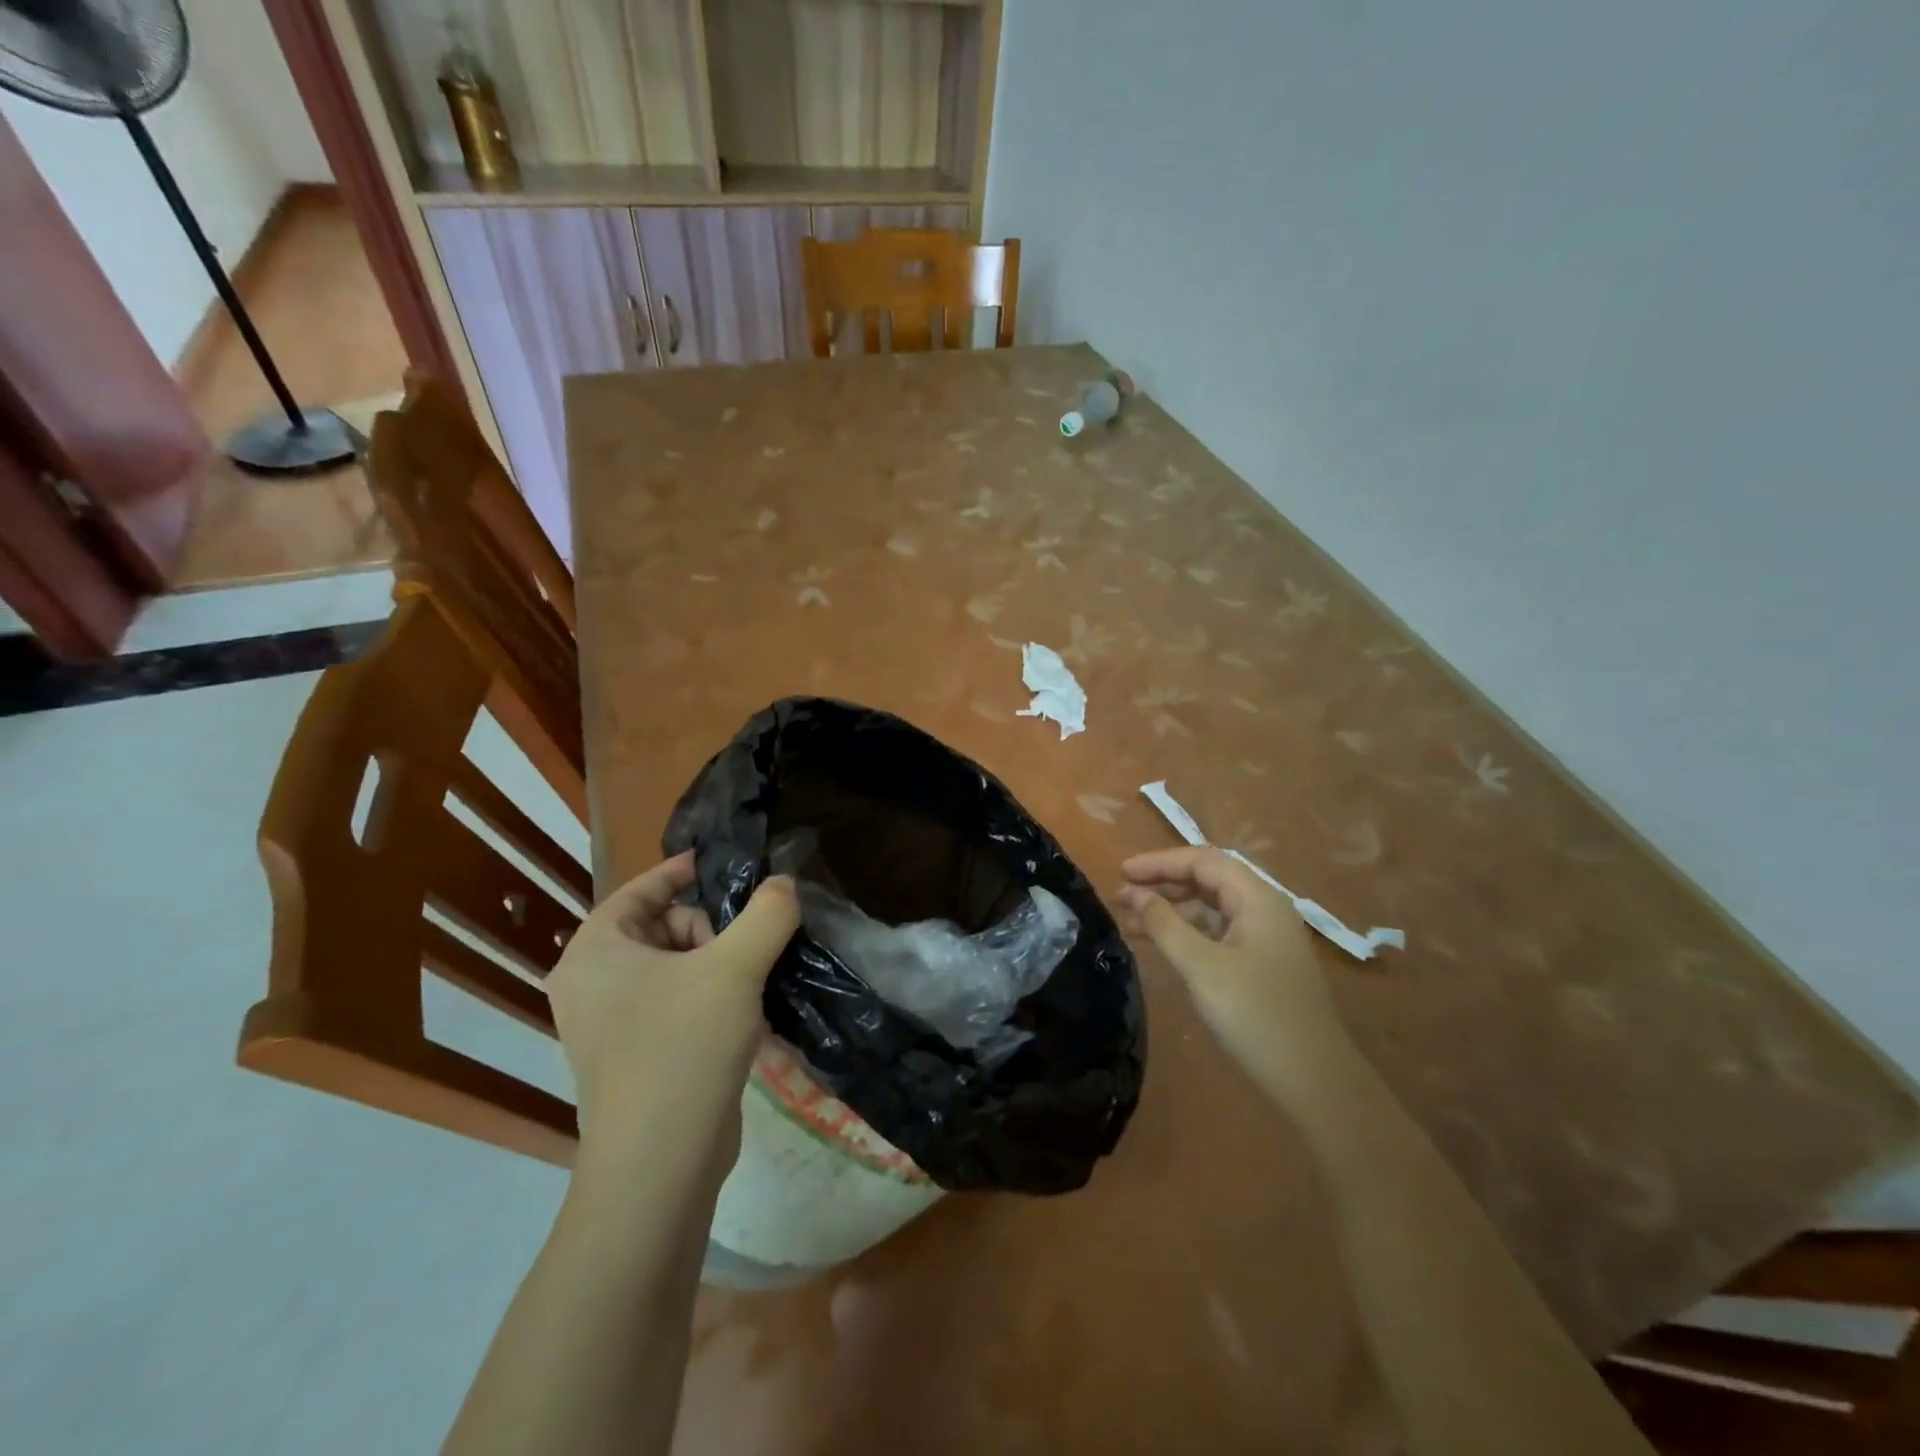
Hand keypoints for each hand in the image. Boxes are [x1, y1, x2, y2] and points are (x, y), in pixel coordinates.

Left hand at [548, 851, 798, 1142]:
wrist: (660, 1165)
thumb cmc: (684, 1047)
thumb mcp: (735, 968)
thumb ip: (768, 913)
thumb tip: (785, 883)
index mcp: (594, 951)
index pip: (640, 889)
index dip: (683, 872)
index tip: (725, 865)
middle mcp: (591, 983)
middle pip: (662, 927)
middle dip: (710, 932)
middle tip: (740, 957)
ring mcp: (609, 1025)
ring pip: (674, 967)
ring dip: (718, 968)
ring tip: (749, 991)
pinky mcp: (633, 1057)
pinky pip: (675, 1004)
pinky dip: (709, 1001)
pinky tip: (743, 1021)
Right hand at [1119, 846, 1356, 1096]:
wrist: (1315, 1081)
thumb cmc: (1255, 1014)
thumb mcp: (1201, 966)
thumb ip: (1164, 924)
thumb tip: (1135, 894)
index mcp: (1257, 899)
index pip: (1202, 861)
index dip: (1159, 862)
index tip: (1121, 872)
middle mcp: (1265, 909)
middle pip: (1208, 879)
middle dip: (1163, 883)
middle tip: (1121, 896)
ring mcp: (1266, 937)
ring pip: (1211, 907)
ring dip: (1171, 908)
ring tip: (1130, 920)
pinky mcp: (1262, 963)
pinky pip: (1218, 932)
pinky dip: (1187, 932)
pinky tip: (1161, 944)